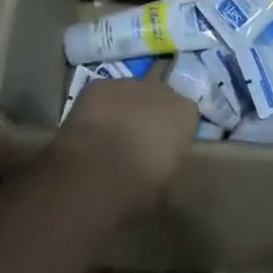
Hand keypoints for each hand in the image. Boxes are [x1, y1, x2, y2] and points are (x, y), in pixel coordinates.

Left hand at [52, 79, 195, 214]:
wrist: (98, 175)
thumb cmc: (141, 188)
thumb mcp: (167, 185)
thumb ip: (168, 163)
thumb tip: (158, 165)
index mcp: (185, 113)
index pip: (184, 115)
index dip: (171, 132)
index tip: (161, 150)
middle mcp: (161, 90)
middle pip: (157, 98)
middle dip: (148, 115)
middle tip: (135, 142)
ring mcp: (128, 84)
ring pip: (128, 94)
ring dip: (122, 110)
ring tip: (107, 139)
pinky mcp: (98, 85)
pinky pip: (101, 95)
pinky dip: (96, 109)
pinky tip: (87, 132)